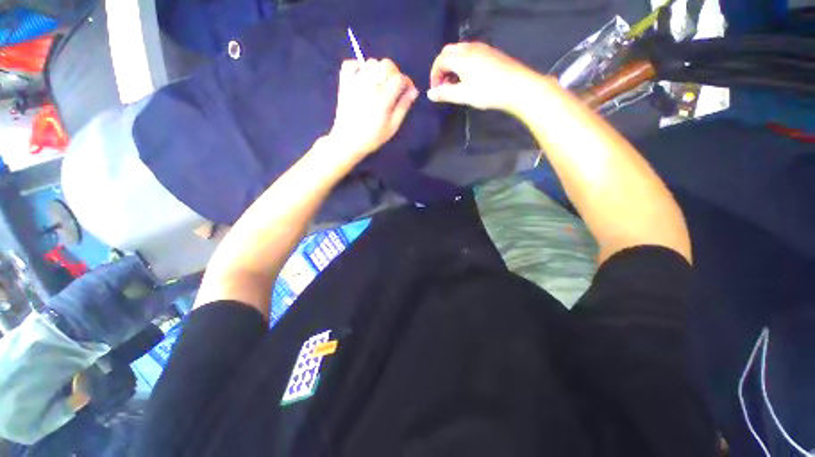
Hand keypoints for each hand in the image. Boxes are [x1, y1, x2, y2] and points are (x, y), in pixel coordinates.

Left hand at [327, 58, 419, 158]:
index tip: (407, 90)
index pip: (399, 78)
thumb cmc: (373, 137)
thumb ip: (403, 107)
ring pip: (371, 62)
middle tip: (394, 86)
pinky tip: (363, 78)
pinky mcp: (344, 83)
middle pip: (386, 65)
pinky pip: (351, 64)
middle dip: (394, 73)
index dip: (407, 82)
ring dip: (378, 70)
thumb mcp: (392, 127)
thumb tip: (413, 91)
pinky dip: (358, 67)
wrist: (348, 141)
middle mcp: (370, 86)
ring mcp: (355, 82)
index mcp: (383, 98)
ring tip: (379, 84)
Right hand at [428, 42, 547, 112]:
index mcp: (461, 57)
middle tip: (444, 85)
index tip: (436, 91)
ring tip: (455, 84)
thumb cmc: (488, 92)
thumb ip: (445, 93)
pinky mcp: (491, 53)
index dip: (434, 75)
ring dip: (452, 65)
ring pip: (459, 52)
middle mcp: (470, 48)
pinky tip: (468, 78)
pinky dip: (462, 63)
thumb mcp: (463, 95)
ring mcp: (482, 48)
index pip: (440, 60)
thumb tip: (430, 94)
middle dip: (442, 67)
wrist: (518, 87)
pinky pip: (470, 53)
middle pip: (448, 52)